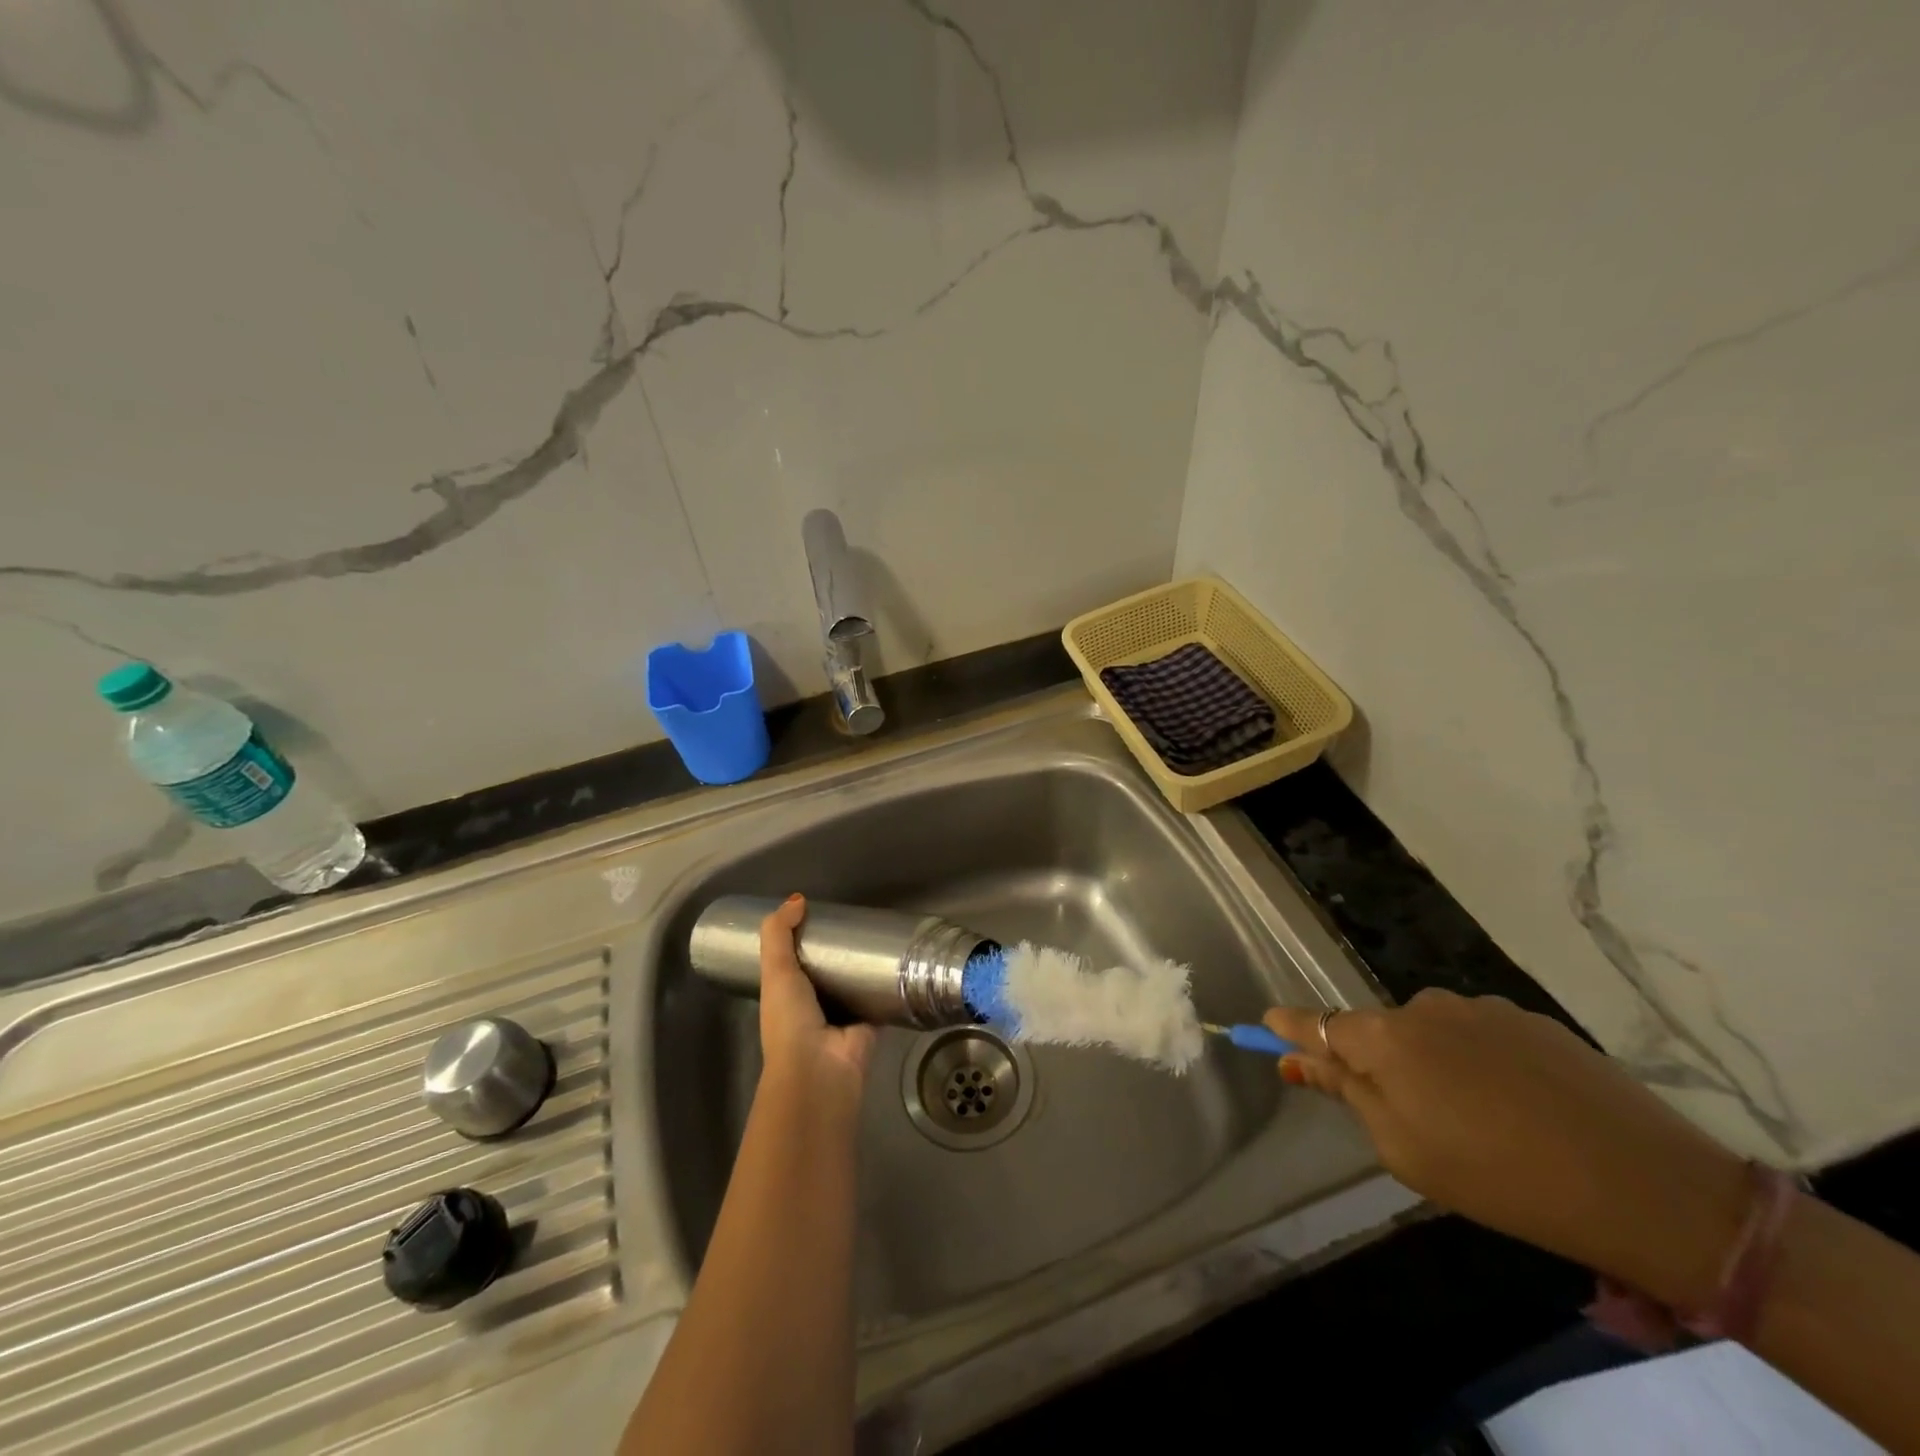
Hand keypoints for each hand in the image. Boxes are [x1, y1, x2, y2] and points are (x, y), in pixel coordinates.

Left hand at [758, 895, 877, 1099]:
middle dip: (840, 948)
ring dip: (866, 964)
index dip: (805, 937)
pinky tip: (901, 959)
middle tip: (859, 918)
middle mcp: (814, 1004)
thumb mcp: (775, 970)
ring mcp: (843, 1014)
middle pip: (829, 968)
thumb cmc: (790, 1019)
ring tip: (882, 932)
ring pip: (855, 981)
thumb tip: (798, 899)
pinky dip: (889, 982)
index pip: (795, 960)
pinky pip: (881, 996)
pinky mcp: (871, 1021)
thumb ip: (779, 933)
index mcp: (787, 994)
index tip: (823, 912)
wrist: (820, 1068)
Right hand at [1266, 990, 1751, 1309]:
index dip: (1289, 1027)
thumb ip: (1345, 1094)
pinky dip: (1481, 1063)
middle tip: (1412, 1119)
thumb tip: (1295, 1058)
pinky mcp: (1531, 1019)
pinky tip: (1521, 1106)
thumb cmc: (1499, 1177)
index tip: (1264, 1025)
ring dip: (1435, 1064)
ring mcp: (1481, 1007)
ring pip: (1432, 1033)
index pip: (1317, 1023)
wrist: (1646, 1186)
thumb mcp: (1403, 1149)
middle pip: (1378, 1031)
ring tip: (1481, 1121)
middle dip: (1379, 1063)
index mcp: (1385, 1038)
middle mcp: (1423, 1006)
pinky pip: (1480, 1036)